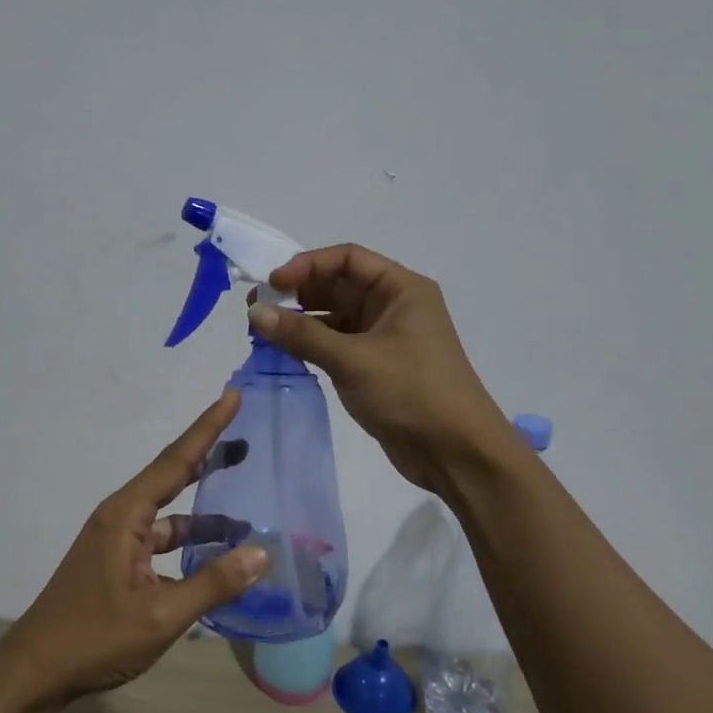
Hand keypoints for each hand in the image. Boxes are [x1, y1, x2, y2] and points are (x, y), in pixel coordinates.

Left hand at [0, 392, 269, 703]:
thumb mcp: (161, 615)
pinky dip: (189, 545)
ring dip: (205, 515)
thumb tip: (261, 553)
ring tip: (248, 514)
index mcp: (126, 515)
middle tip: (248, 441)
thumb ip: (212, 584)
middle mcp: (121, 517)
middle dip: (210, 457)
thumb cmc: (94, 638)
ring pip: (170, 515)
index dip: (207, 428)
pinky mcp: (118, 563)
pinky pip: (161, 541)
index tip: (232, 396)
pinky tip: (216, 559)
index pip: (176, 460)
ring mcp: (118, 540)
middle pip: (173, 477)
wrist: (36, 672)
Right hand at [248, 245, 508, 492]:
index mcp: (401, 289)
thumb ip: (302, 334)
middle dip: (298, 293)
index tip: (271, 283)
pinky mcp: (377, 367)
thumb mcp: (353, 360)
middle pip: (339, 285)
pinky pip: (338, 344)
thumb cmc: (411, 393)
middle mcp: (394, 306)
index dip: (306, 265)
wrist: (456, 452)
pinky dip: (313, 345)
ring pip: (336, 317)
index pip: (347, 259)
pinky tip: (285, 352)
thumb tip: (255, 311)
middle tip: (256, 307)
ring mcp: (386, 338)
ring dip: (302, 321)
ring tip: (263, 330)